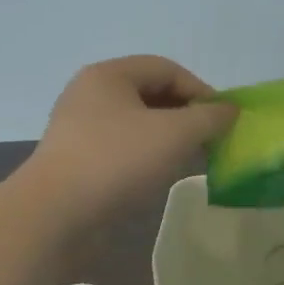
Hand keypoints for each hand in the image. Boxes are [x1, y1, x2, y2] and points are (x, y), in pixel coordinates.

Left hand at [25, 56, 237, 223]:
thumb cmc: (117, 161)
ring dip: (168, 137)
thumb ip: (209, 117)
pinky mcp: (76, 160)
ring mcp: (80, 128)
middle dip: (186, 114)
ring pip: (137, 123)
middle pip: (151, 93)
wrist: (53, 216)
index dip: (200, 90)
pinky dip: (146, 156)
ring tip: (189, 159)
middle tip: (210, 140)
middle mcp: (91, 94)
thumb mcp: (176, 134)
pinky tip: (159, 176)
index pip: (167, 68)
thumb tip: (230, 110)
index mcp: (109, 75)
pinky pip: (121, 147)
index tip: (223, 120)